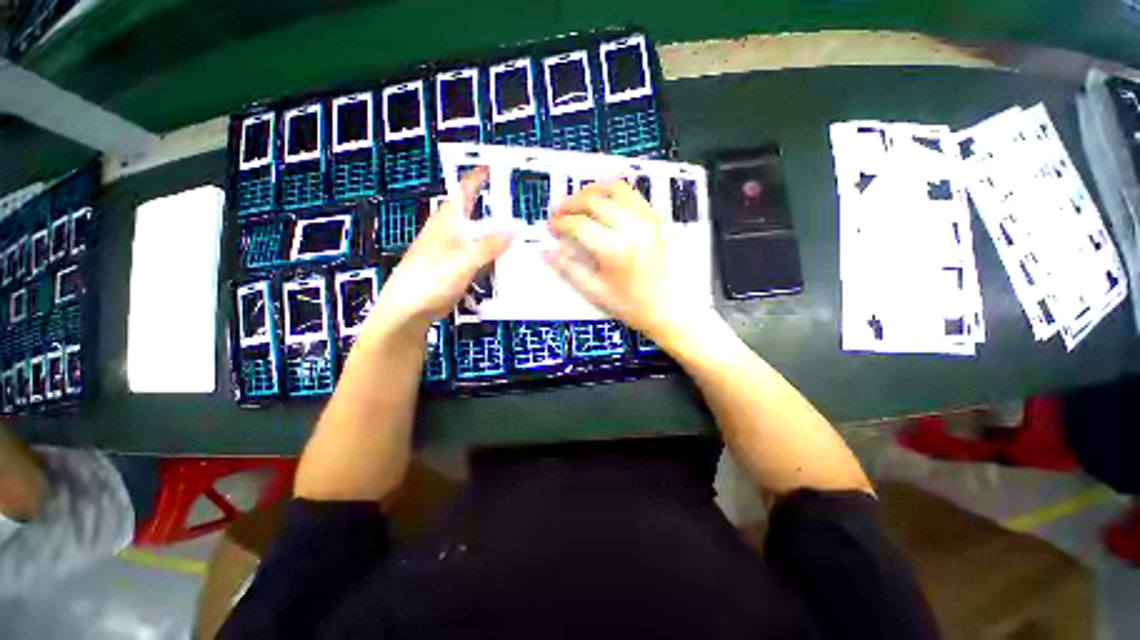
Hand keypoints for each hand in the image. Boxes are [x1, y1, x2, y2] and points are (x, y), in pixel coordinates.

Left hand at [369, 168, 513, 334]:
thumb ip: (490, 244)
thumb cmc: (431, 278)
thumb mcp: (464, 259)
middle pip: (475, 213)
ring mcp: (452, 251)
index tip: (495, 167)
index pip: (464, 190)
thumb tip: (517, 228)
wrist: (408, 309)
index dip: (478, 177)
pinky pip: (478, 256)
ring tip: (520, 235)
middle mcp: (449, 231)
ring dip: (496, 235)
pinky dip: (492, 255)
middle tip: (520, 208)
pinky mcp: (454, 268)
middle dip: (495, 209)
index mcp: (448, 220)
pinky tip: (505, 262)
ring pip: (478, 236)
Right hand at [546, 180, 709, 344]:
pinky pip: (632, 194)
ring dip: (591, 190)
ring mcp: (646, 219)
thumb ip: (569, 269)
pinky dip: (613, 192)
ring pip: (614, 189)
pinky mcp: (654, 219)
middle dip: (571, 203)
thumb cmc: (631, 305)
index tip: (550, 225)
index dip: (560, 222)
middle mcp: (631, 226)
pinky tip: (604, 203)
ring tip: (578, 202)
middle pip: (594, 200)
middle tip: (559, 211)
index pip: (579, 224)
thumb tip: (546, 251)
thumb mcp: (595, 292)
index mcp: (614, 248)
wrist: (667, 308)